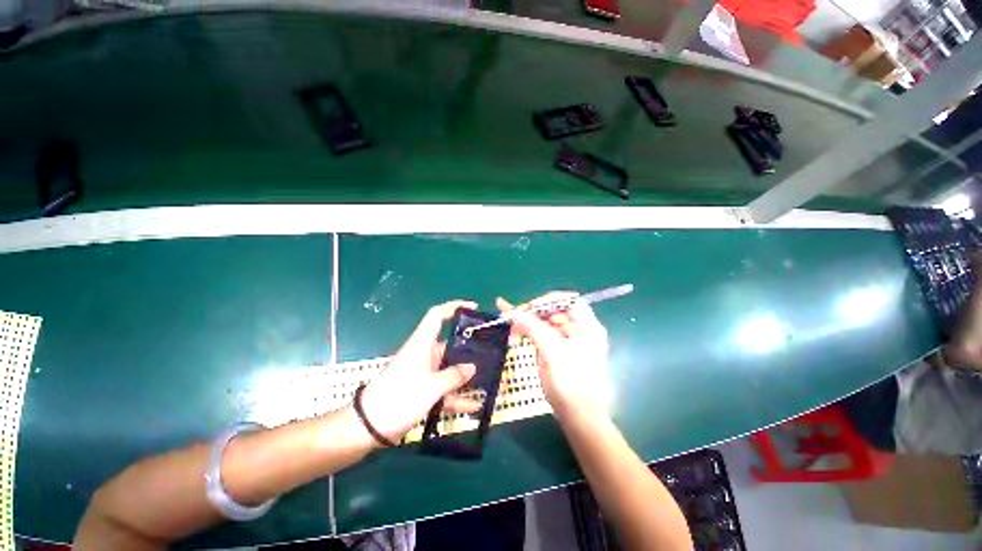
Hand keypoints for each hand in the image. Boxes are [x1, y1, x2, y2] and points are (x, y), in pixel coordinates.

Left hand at [360, 300, 482, 443]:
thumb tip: (472, 367)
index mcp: (423, 343)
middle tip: (490, 352)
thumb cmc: (400, 397)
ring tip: (487, 380)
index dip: (454, 307)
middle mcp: (424, 354)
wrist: (368, 427)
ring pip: (449, 368)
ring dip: (465, 376)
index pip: (438, 315)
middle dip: (469, 349)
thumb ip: (455, 375)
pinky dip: (456, 396)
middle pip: (449, 344)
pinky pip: (443, 388)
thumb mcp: (432, 387)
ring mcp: (423, 372)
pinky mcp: (421, 389)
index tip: (473, 308)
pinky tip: (474, 406)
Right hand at [497, 292, 611, 421]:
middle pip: (555, 311)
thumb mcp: (551, 351)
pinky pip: (545, 335)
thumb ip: (532, 327)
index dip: (547, 301)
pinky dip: (531, 334)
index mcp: (588, 326)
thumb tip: (512, 311)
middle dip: (533, 314)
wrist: (579, 418)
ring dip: (529, 324)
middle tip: (513, 320)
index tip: (527, 308)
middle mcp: (582, 330)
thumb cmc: (570, 383)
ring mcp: (572, 342)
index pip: (568, 300)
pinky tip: (518, 336)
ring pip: (548, 323)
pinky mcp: (562, 352)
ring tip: (512, 331)